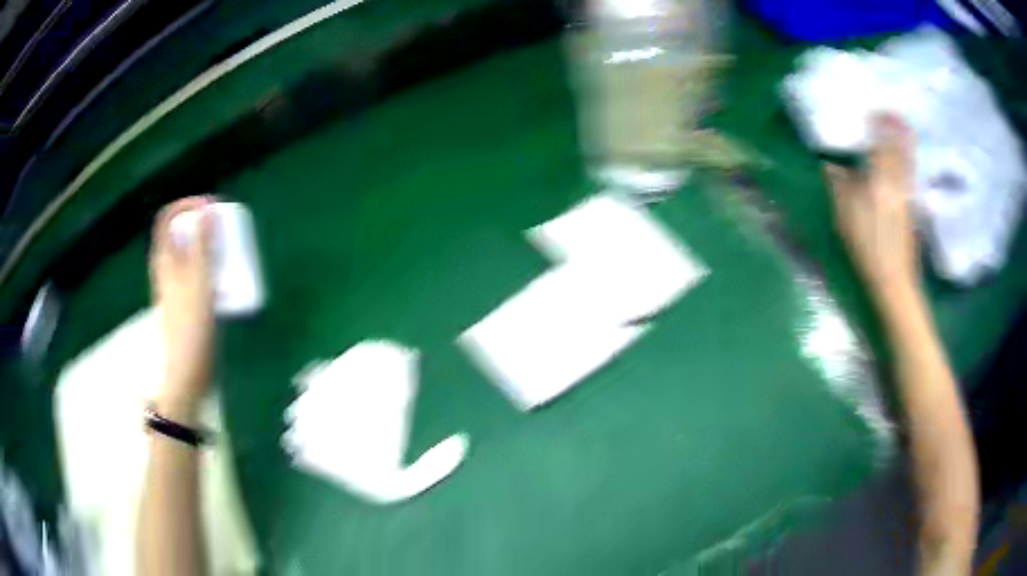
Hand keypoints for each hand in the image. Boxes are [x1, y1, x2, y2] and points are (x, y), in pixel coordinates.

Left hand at [149, 197, 214, 419]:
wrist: (187, 372)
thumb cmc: (191, 326)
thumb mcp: (199, 281)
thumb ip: (202, 244)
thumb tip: (207, 208)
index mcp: (164, 259)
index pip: (168, 217)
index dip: (188, 204)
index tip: (211, 206)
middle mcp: (167, 268)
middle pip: (182, 233)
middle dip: (205, 225)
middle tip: (227, 230)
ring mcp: (176, 285)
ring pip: (192, 253)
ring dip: (211, 246)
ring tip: (231, 252)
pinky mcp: (187, 301)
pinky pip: (199, 273)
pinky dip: (212, 268)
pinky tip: (227, 280)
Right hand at [824, 114, 918, 304]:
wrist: (894, 278)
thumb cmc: (868, 248)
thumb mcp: (847, 218)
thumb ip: (840, 187)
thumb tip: (830, 166)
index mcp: (880, 181)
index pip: (882, 143)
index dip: (880, 124)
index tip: (874, 111)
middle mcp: (897, 182)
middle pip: (901, 148)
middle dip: (897, 127)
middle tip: (892, 113)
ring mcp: (907, 194)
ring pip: (908, 159)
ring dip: (905, 141)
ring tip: (901, 128)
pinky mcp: (911, 206)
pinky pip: (910, 172)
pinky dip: (907, 158)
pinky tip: (903, 158)